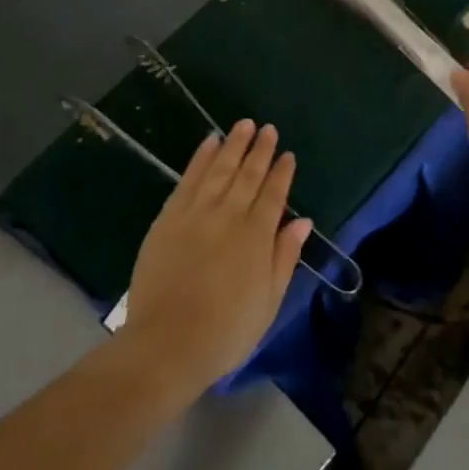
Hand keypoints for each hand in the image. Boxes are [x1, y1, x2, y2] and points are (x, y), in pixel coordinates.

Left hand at [123, 120, 311, 393]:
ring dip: (233, 145)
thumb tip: (302, 221)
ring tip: (243, 125)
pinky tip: (208, 143)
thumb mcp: (268, 302)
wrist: (166, 344)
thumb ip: (284, 257)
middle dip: (260, 150)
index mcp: (256, 237)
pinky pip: (188, 179)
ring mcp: (196, 214)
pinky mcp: (168, 218)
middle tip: (268, 128)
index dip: (282, 172)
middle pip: (248, 175)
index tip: (288, 154)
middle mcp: (228, 216)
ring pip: (219, 169)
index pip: (273, 195)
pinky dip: (200, 158)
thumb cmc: (225, 332)